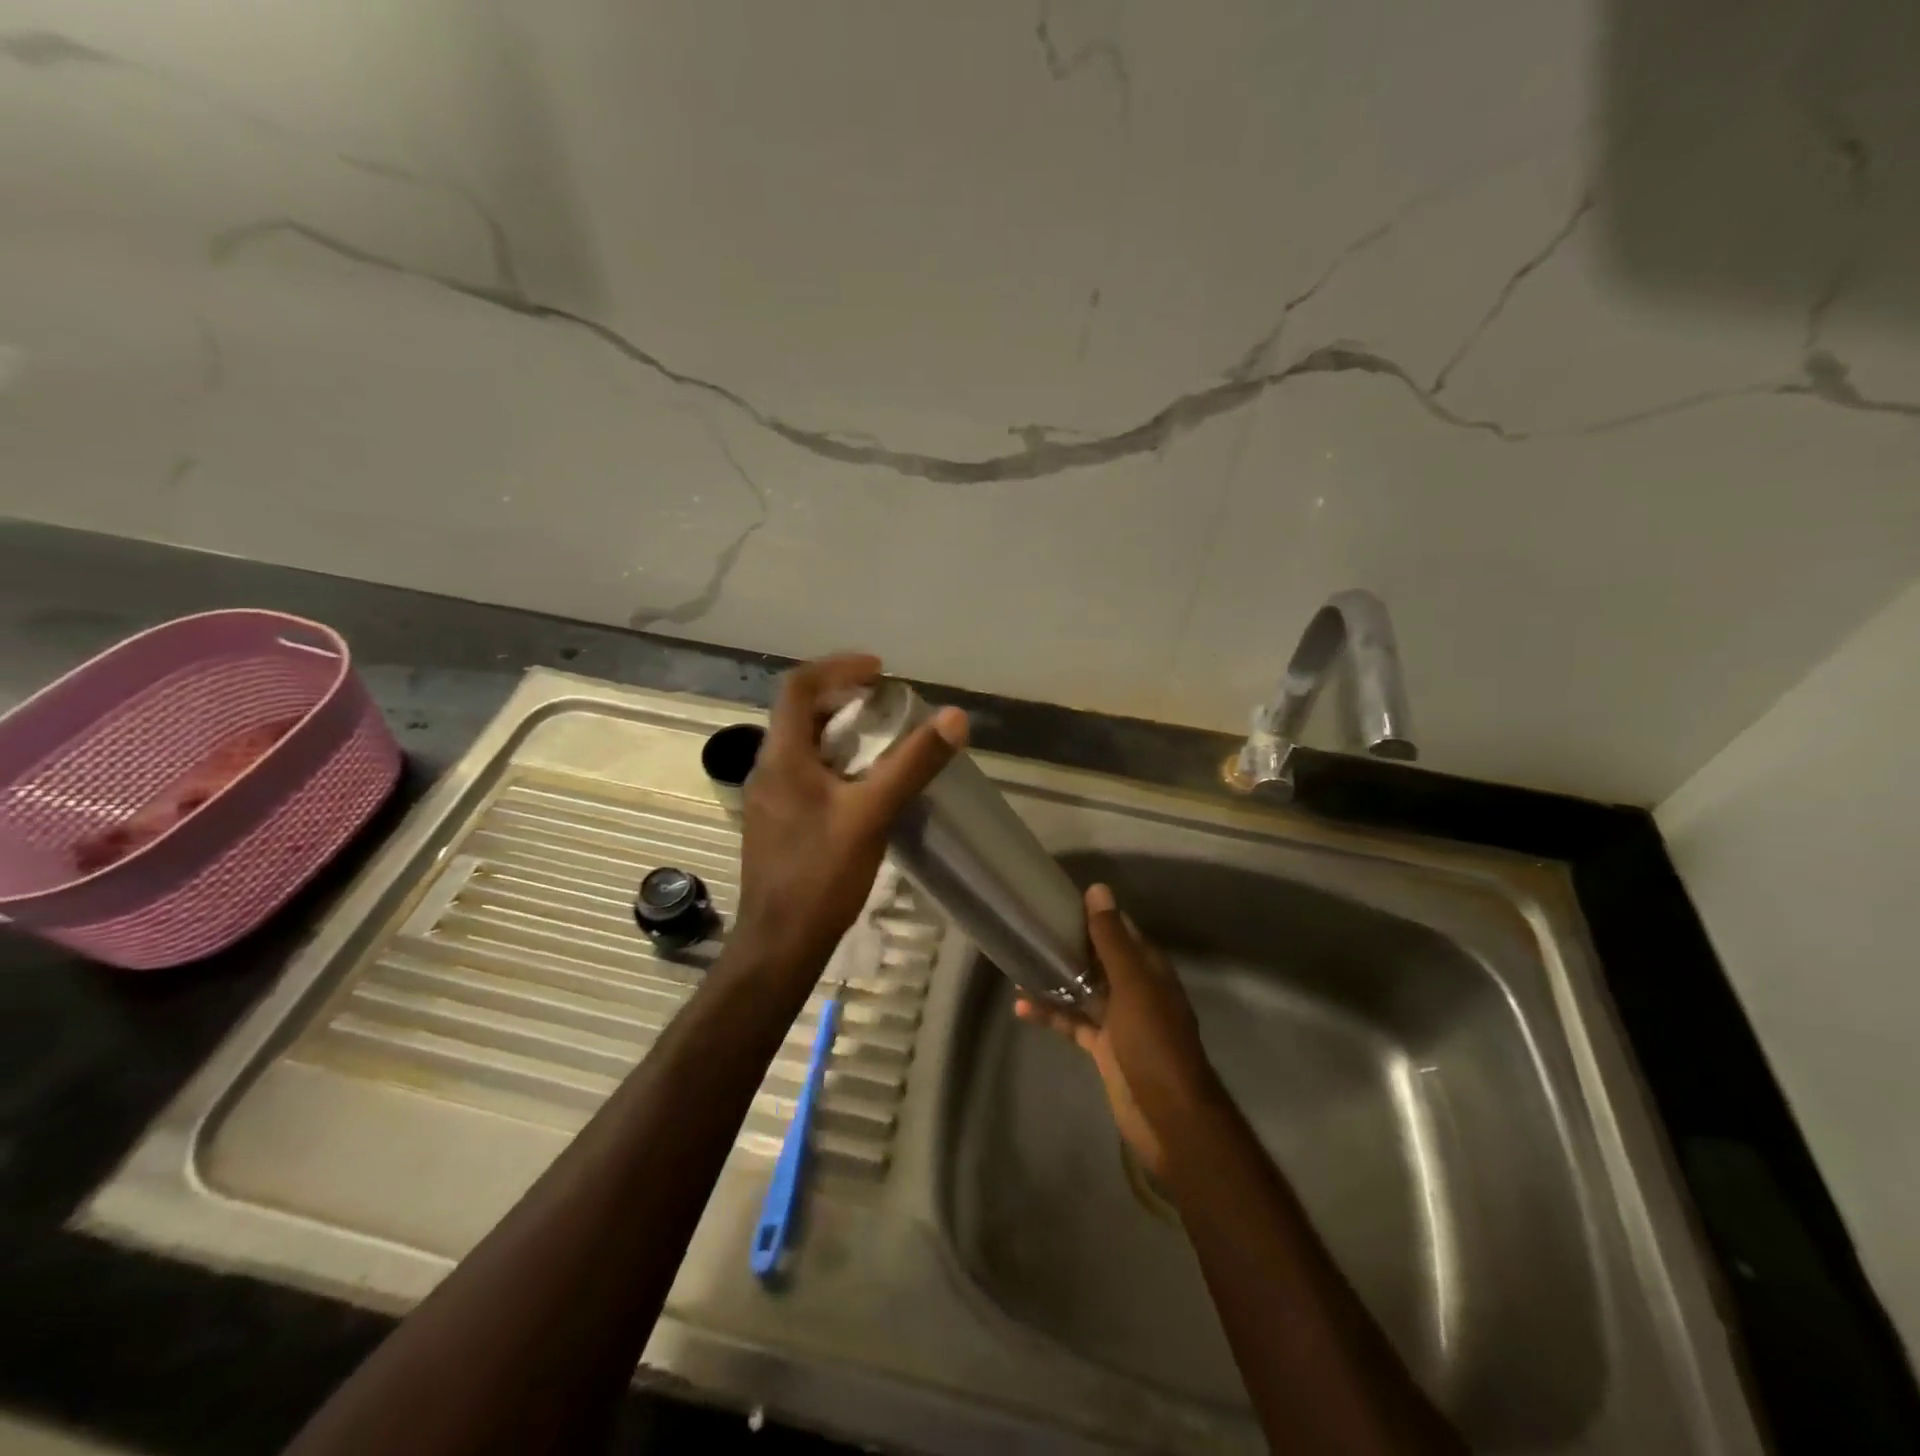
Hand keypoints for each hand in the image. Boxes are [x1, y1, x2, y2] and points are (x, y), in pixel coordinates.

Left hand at [733, 655, 966, 978]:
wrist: (779, 943)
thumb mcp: (872, 814)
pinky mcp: (776, 823)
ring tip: (882, 742)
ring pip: (802, 746)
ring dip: (840, 733)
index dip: (838, 668)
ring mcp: (768, 798)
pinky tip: (862, 788)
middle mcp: (767, 769)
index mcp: (782, 757)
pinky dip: (834, 763)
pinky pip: (804, 774)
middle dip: (843, 699)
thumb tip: (954, 717)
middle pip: (800, 714)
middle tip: (886, 705)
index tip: (879, 672)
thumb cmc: (821, 875)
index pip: (799, 687)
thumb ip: (912, 763)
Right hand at [1015, 883, 1220, 1177]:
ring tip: (1017, 966)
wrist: (1168, 1116)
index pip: (1120, 931)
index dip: (1093, 916)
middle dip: (1068, 946)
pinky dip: (1051, 1014)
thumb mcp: (1131, 984)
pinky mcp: (1104, 1048)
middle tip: (1030, 930)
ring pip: (1082, 990)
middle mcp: (1135, 990)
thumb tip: (1098, 889)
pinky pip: (1073, 1023)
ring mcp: (1119, 1021)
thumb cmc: (1153, 1042)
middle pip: (1098, 960)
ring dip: (1054, 980)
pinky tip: (1021, 1007)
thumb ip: (1112, 940)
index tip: (1059, 902)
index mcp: (1148, 970)